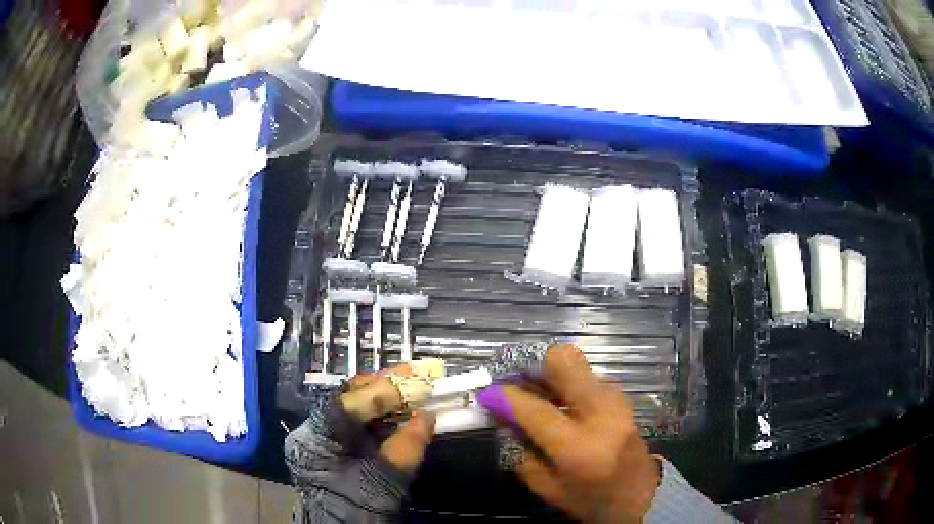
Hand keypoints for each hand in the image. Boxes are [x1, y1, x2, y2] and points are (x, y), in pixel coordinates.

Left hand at [284, 364, 435, 521]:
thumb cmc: (357, 508)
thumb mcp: (383, 481)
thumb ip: (405, 448)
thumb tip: (427, 417)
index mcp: (317, 436)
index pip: (349, 402)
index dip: (384, 391)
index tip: (415, 381)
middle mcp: (317, 431)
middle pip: (350, 398)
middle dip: (384, 385)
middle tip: (416, 374)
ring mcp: (328, 439)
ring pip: (357, 407)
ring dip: (387, 396)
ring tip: (413, 385)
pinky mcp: (341, 449)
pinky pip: (363, 424)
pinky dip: (386, 415)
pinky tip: (404, 409)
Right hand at [476, 344, 660, 522]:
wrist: (641, 495)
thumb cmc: (590, 499)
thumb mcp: (547, 487)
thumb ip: (520, 451)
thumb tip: (502, 416)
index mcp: (578, 447)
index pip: (535, 410)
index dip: (506, 397)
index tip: (487, 394)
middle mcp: (601, 414)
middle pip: (564, 361)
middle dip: (532, 364)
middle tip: (514, 379)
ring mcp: (615, 400)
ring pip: (575, 363)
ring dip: (549, 372)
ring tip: (534, 392)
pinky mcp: (620, 396)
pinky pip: (585, 376)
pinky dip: (565, 381)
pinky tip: (557, 401)